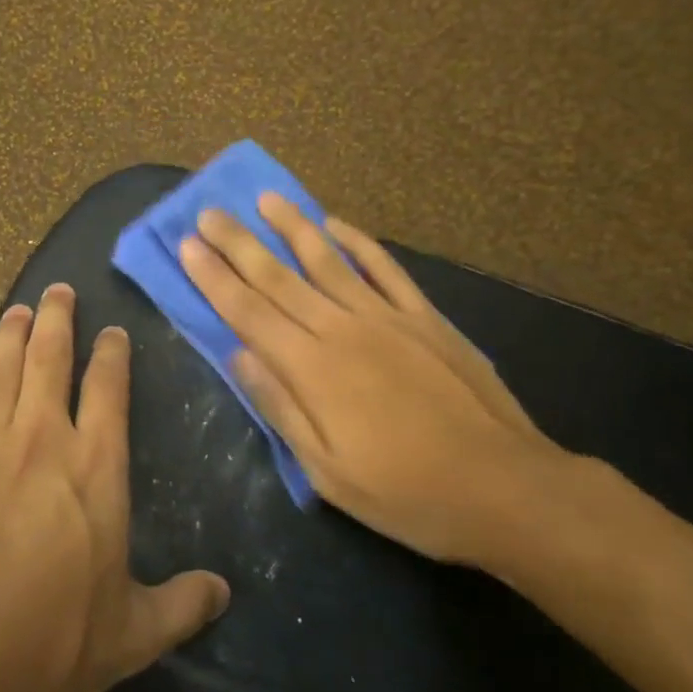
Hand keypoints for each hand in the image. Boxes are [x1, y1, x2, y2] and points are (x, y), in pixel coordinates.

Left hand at [0, 284, 230, 691]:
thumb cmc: (51, 642)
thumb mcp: (131, 633)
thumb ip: (180, 606)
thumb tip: (224, 593)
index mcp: (95, 466)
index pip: (108, 388)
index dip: (111, 353)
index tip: (112, 330)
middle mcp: (41, 438)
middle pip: (49, 357)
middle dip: (57, 318)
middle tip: (59, 290)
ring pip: (1, 368)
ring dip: (11, 334)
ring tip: (17, 309)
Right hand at [179, 195, 569, 567]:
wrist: (504, 487)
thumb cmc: (406, 493)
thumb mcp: (328, 472)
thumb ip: (280, 407)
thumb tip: (238, 355)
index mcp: (312, 369)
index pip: (248, 312)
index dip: (214, 277)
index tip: (188, 245)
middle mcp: (342, 329)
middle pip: (278, 277)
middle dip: (238, 243)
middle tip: (209, 212)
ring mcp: (386, 316)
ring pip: (327, 260)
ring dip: (292, 226)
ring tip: (265, 198)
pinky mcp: (424, 316)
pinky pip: (383, 267)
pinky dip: (356, 241)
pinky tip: (335, 223)